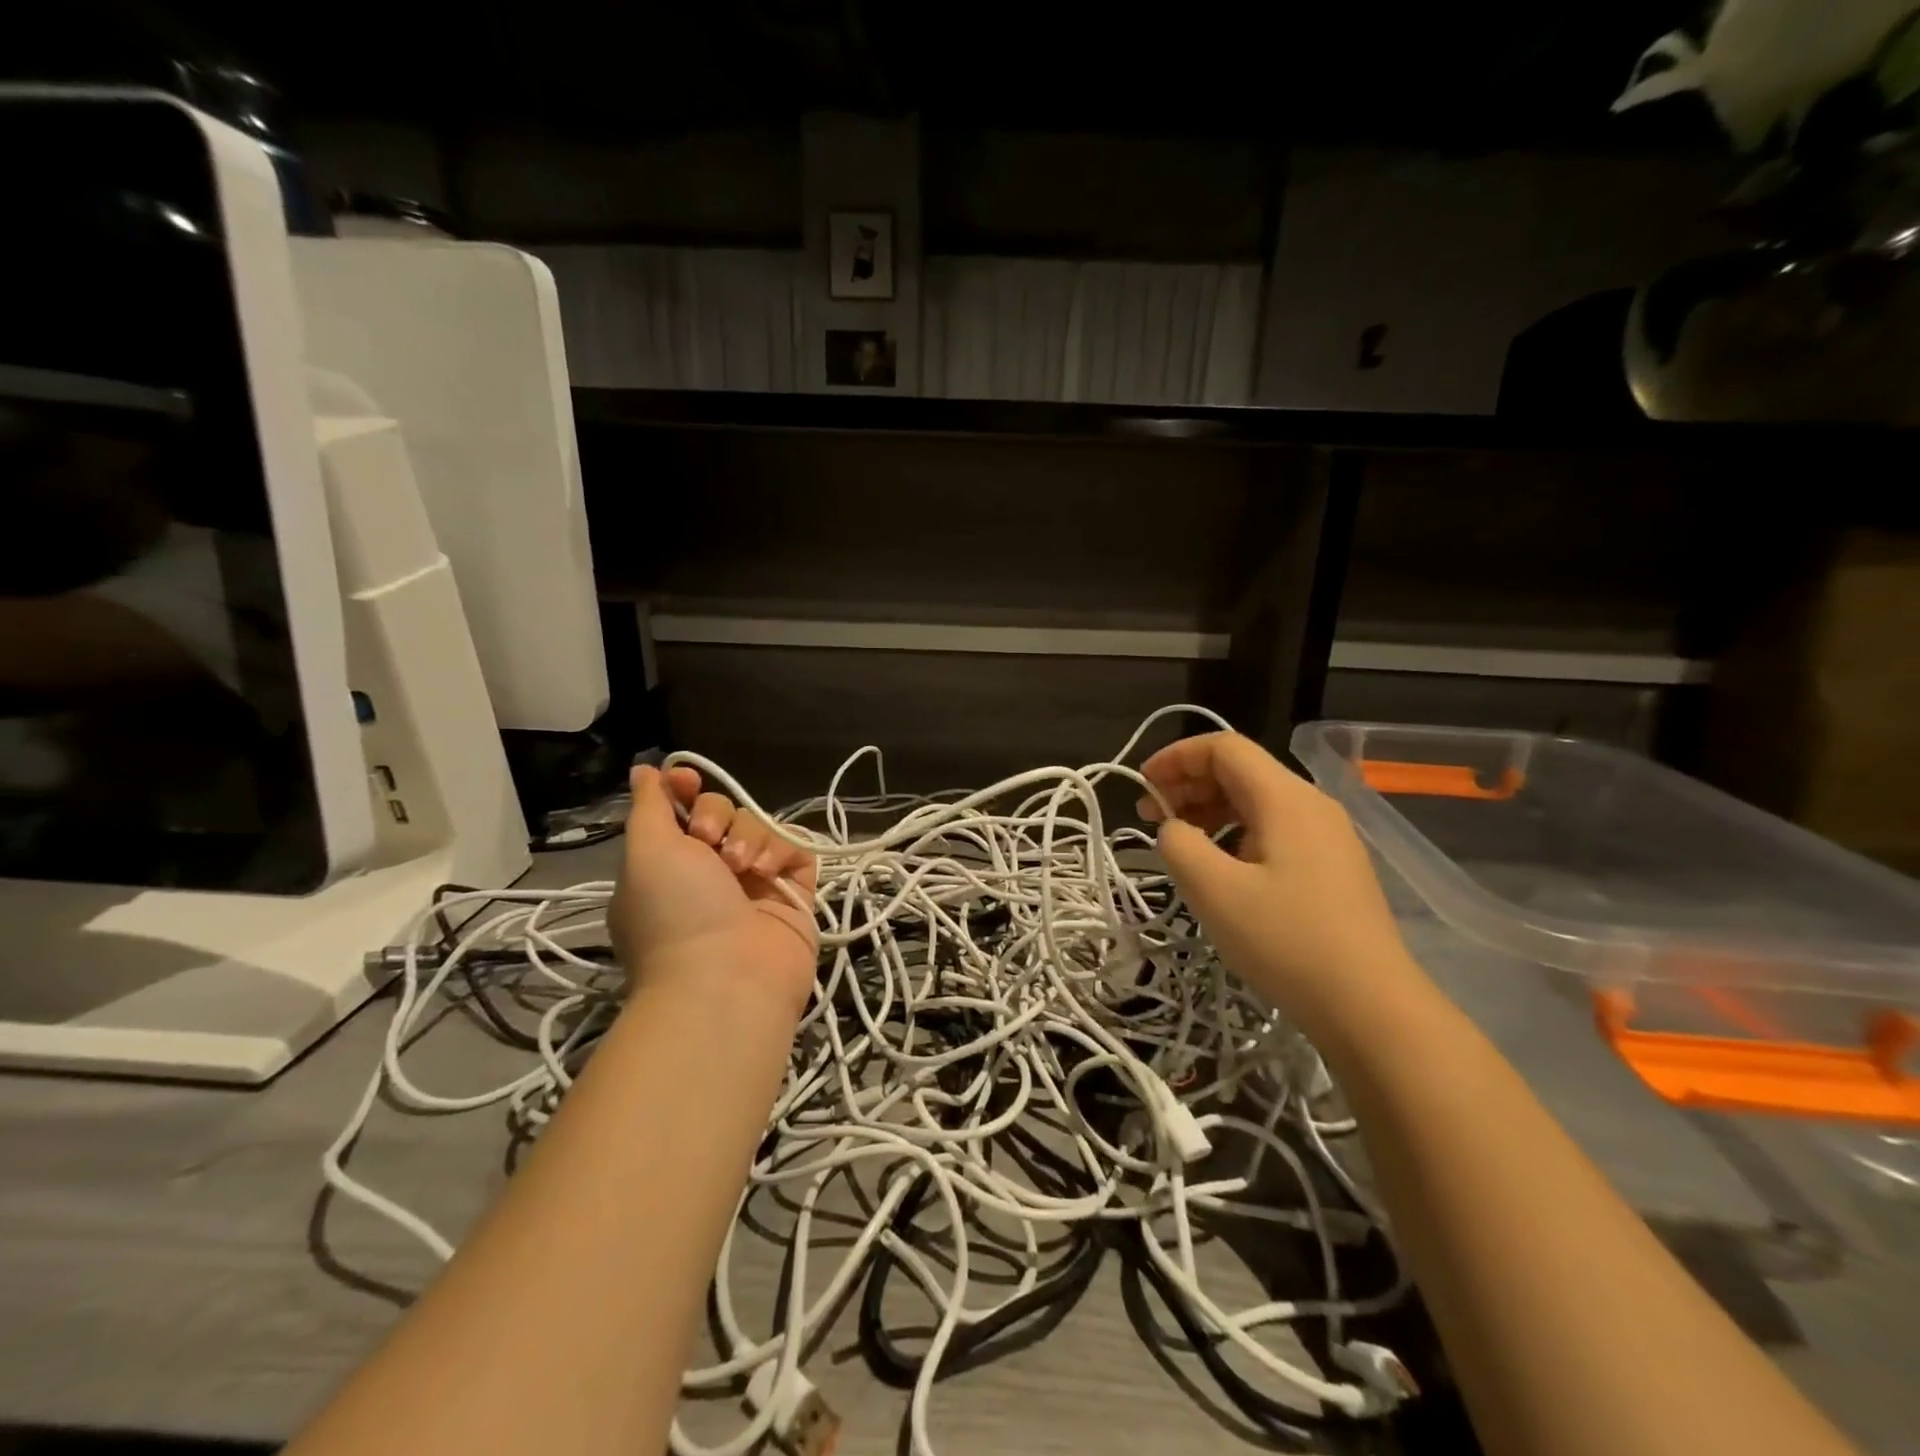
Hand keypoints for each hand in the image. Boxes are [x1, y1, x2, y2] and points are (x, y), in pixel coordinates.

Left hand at [610, 764, 819, 1019]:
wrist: (727, 980)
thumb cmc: (675, 911)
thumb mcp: (646, 850)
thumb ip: (649, 804)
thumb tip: (643, 768)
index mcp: (667, 866)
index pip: (680, 811)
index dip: (684, 789)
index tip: (686, 780)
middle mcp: (709, 872)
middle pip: (722, 812)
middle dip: (717, 816)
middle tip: (710, 843)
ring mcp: (753, 884)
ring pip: (759, 828)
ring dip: (750, 837)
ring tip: (743, 867)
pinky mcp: (792, 893)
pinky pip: (794, 850)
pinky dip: (782, 852)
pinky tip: (770, 872)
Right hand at [1138, 733, 1429, 1045]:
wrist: (1371, 1007)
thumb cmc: (1286, 941)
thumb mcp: (1213, 890)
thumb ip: (1179, 844)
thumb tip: (1175, 829)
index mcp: (1285, 798)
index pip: (1224, 748)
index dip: (1176, 757)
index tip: (1142, 786)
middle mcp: (1311, 805)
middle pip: (1241, 771)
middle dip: (1189, 784)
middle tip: (1150, 817)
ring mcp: (1327, 836)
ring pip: (1257, 802)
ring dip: (1210, 810)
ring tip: (1179, 843)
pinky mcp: (1332, 867)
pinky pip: (1274, 830)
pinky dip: (1235, 834)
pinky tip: (1219, 869)